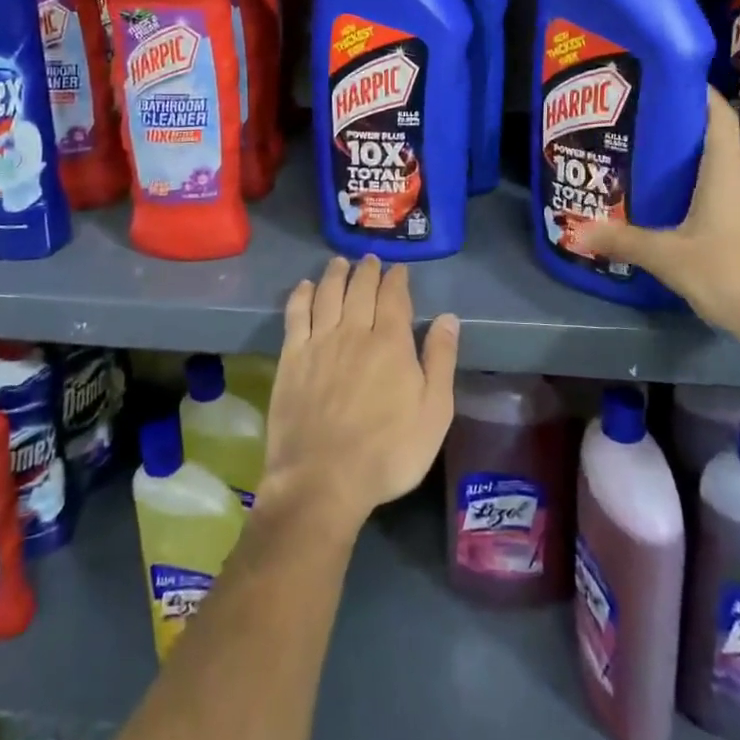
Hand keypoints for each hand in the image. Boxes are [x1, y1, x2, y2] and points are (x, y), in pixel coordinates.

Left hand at [258, 256, 459, 537]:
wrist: (323, 479)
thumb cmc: (388, 452)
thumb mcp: (434, 413)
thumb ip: (440, 361)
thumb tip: (448, 319)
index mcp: (391, 342)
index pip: (394, 297)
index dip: (397, 280)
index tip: (399, 270)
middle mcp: (354, 331)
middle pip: (360, 288)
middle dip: (367, 270)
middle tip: (370, 259)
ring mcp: (319, 342)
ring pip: (328, 294)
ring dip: (335, 274)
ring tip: (339, 262)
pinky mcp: (292, 357)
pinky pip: (296, 314)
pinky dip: (302, 295)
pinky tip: (305, 287)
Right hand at [579, 86, 739, 356]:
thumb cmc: (734, 274)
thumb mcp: (670, 257)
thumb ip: (624, 241)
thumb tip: (579, 230)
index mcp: (727, 170)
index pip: (718, 113)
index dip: (694, 90)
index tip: (660, 77)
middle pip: (712, 134)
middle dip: (675, 121)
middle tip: (632, 116)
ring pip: (714, 164)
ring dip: (682, 155)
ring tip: (639, 151)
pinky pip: (717, 189)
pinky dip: (691, 183)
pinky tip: (663, 197)